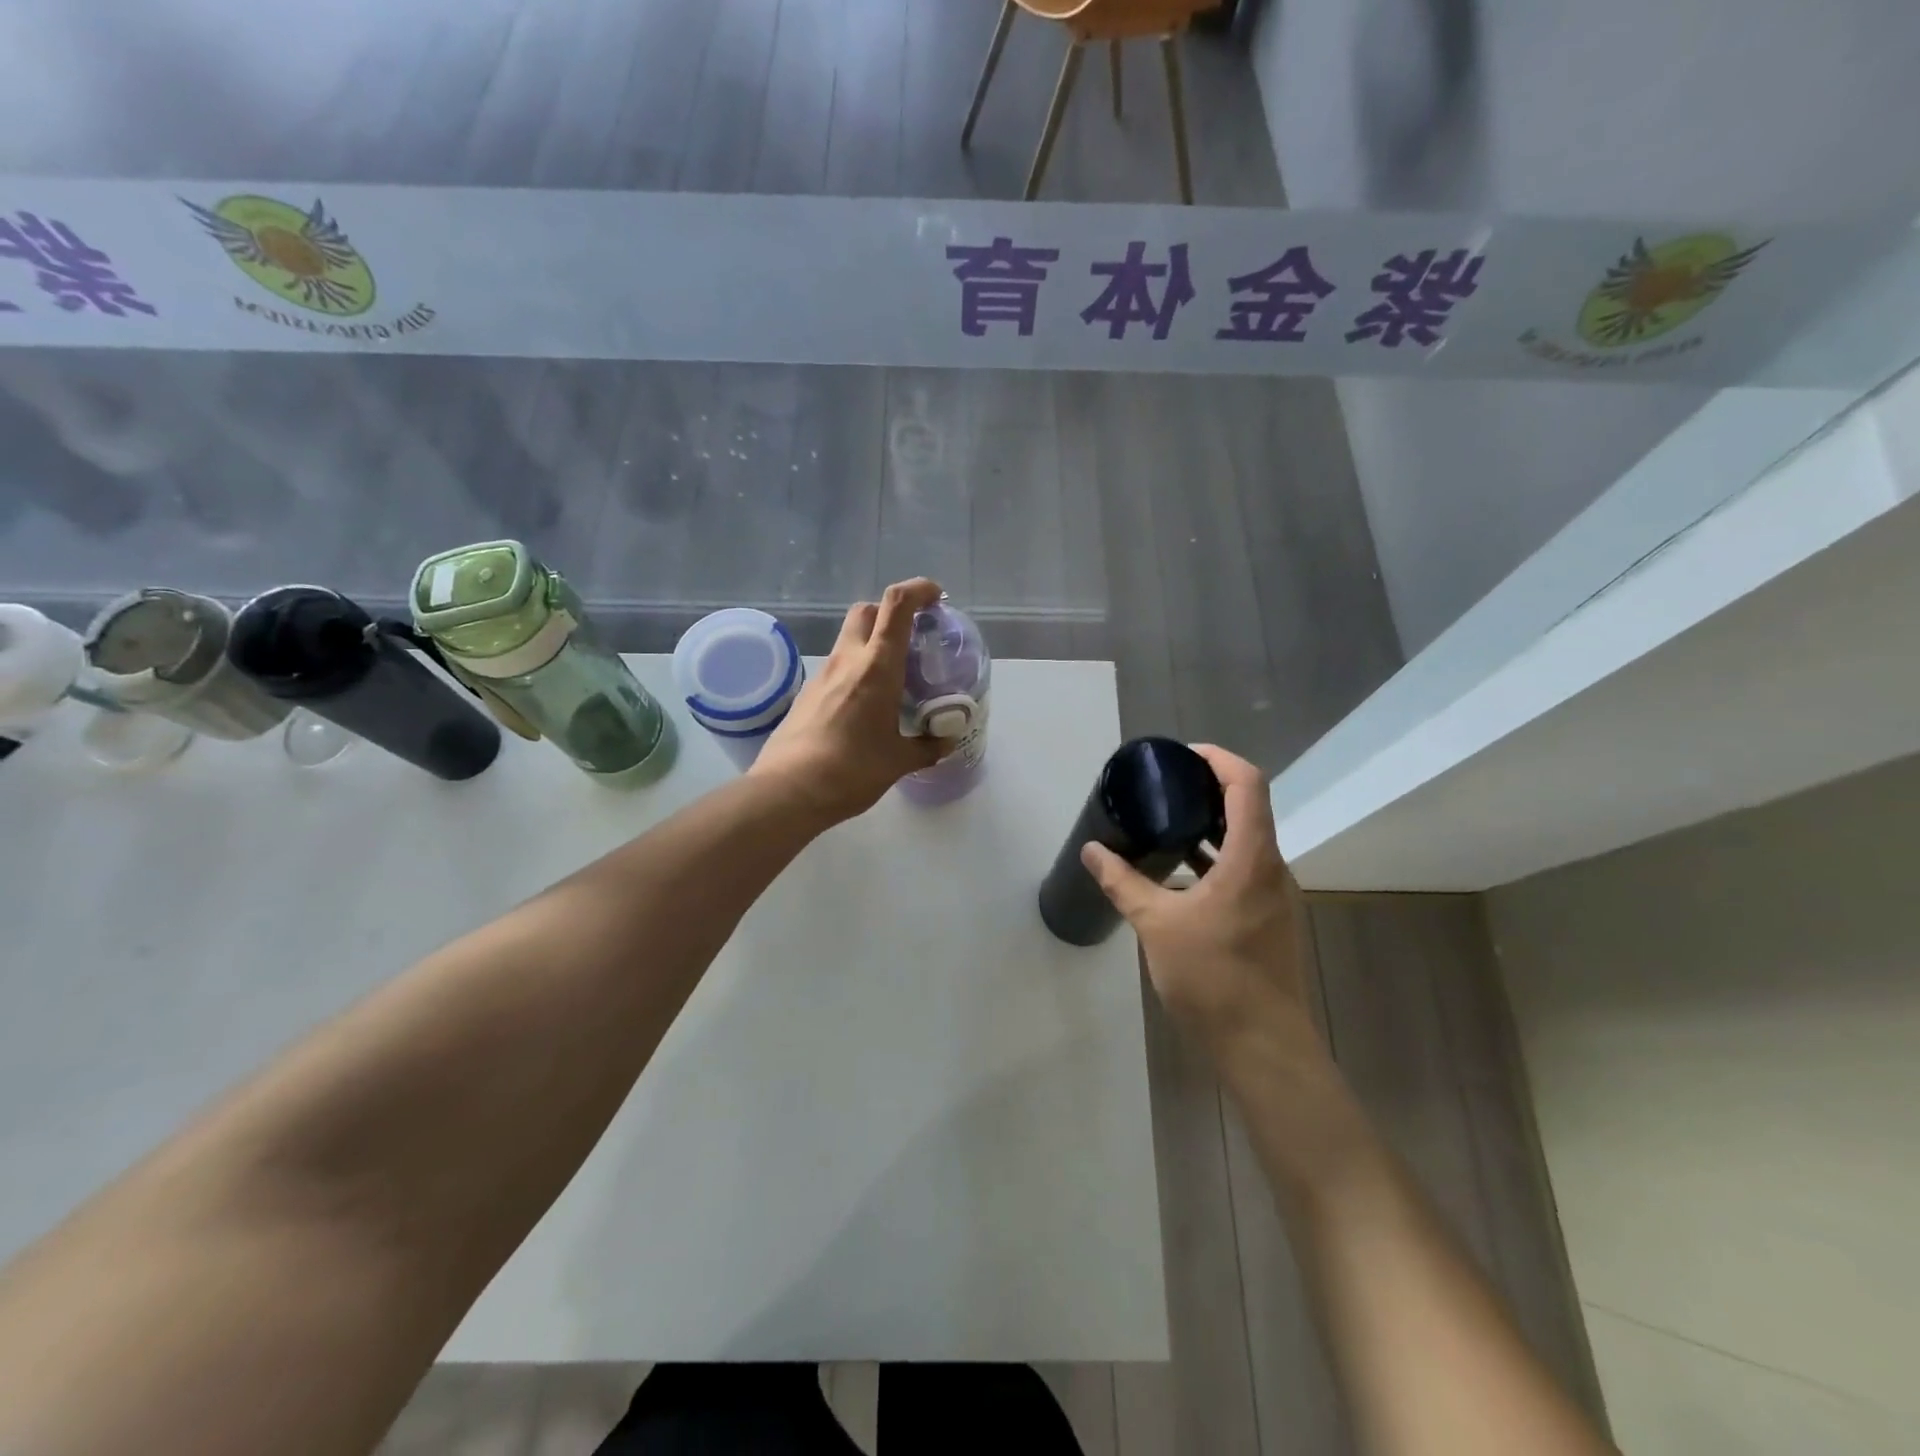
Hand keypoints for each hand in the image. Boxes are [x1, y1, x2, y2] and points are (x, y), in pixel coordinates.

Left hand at [748, 579, 947, 823]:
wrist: (790, 790)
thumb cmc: (852, 770)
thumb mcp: (899, 761)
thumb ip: (927, 747)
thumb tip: (946, 742)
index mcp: (877, 667)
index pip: (896, 605)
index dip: (918, 589)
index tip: (936, 596)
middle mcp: (848, 660)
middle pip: (866, 610)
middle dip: (890, 611)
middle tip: (912, 636)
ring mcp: (822, 675)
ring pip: (848, 638)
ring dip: (871, 642)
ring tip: (894, 674)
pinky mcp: (807, 694)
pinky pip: (836, 667)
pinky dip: (855, 670)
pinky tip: (866, 703)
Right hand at [1081, 745, 1321, 1064]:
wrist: (1262, 1046)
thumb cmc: (1212, 977)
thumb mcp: (1157, 924)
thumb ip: (1123, 882)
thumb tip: (1092, 851)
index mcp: (1251, 858)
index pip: (1248, 784)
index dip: (1219, 759)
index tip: (1182, 755)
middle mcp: (1272, 868)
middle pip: (1249, 807)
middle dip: (1209, 788)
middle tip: (1164, 785)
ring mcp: (1275, 895)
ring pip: (1247, 841)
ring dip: (1211, 824)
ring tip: (1166, 820)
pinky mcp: (1269, 918)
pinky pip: (1244, 869)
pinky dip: (1215, 856)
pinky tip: (1180, 871)